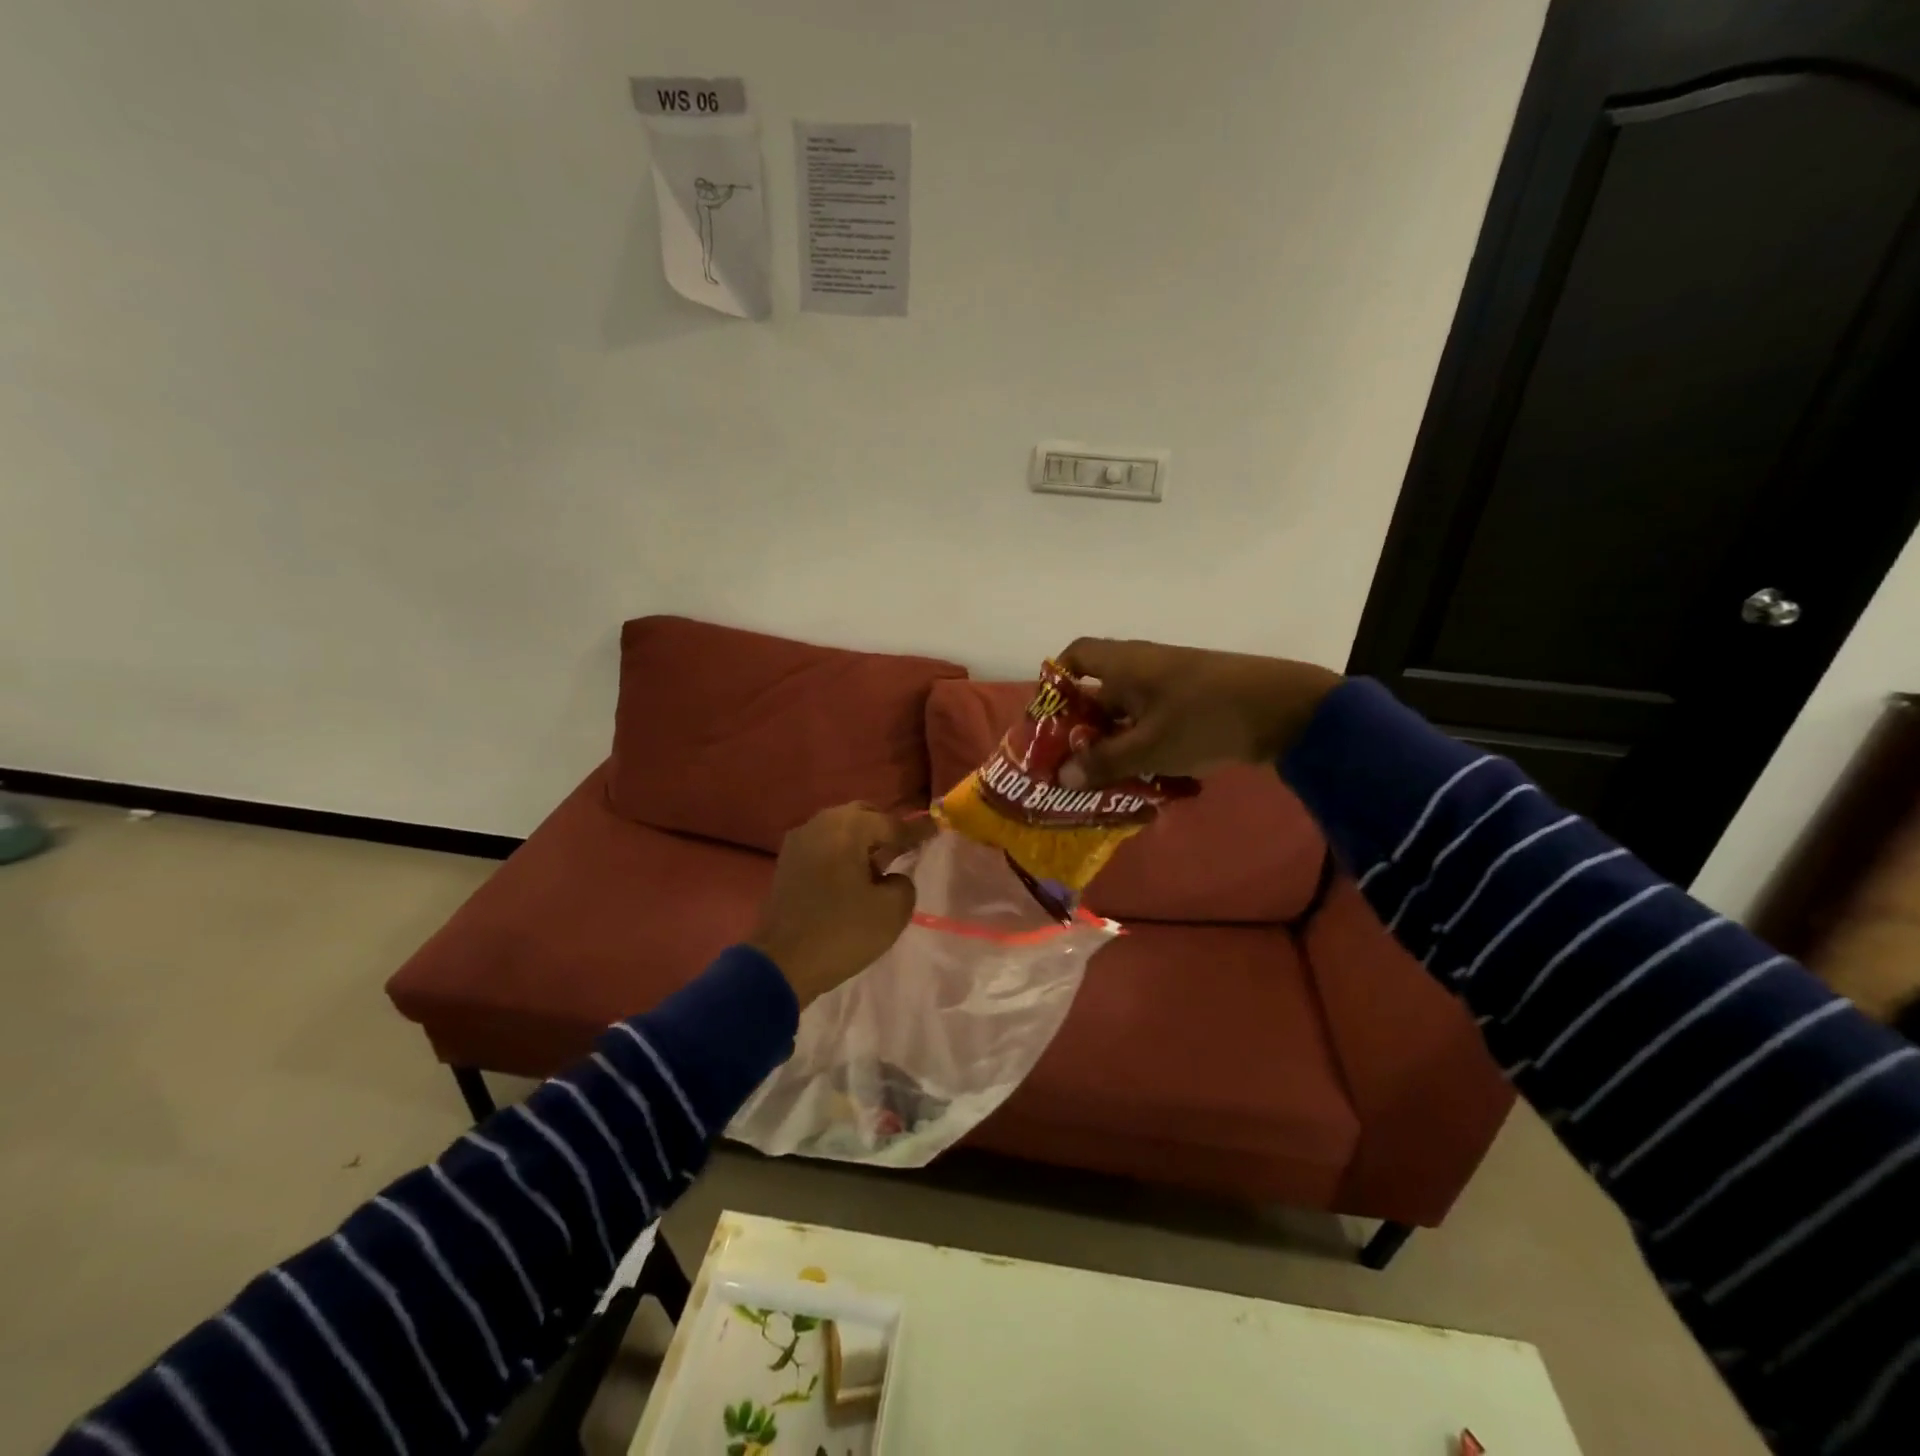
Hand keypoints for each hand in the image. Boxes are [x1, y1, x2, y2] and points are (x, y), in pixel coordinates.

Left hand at [748, 804, 936, 1007]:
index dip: (917, 831)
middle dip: (885, 829)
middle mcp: (821, 823)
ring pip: (840, 829)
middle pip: (863, 816)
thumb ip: (904, 884)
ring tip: (879, 866)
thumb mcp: (892, 911)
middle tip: (905, 849)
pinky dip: (842, 853)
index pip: (892, 823)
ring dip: (861, 841)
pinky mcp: (787, 861)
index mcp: (848, 828)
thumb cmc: (842, 932)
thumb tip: (892, 878)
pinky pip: (824, 845)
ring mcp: (799, 840)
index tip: (937, 831)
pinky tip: (853, 876)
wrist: (781, 962)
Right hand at [1054, 638, 1341, 787]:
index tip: (1049, 716)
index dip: (1057, 680)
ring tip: (1104, 782)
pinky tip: (1146, 780)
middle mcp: (1145, 667)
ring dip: (1116, 744)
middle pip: (1100, 692)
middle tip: (1071, 765)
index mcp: (1125, 664)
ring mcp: (1173, 685)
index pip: (1076, 655)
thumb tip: (1063, 776)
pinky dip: (1145, 746)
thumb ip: (1104, 762)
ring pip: (1130, 714)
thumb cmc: (1204, 718)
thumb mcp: (1149, 747)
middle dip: (1084, 729)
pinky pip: (1156, 723)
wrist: (1286, 710)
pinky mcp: (1196, 703)